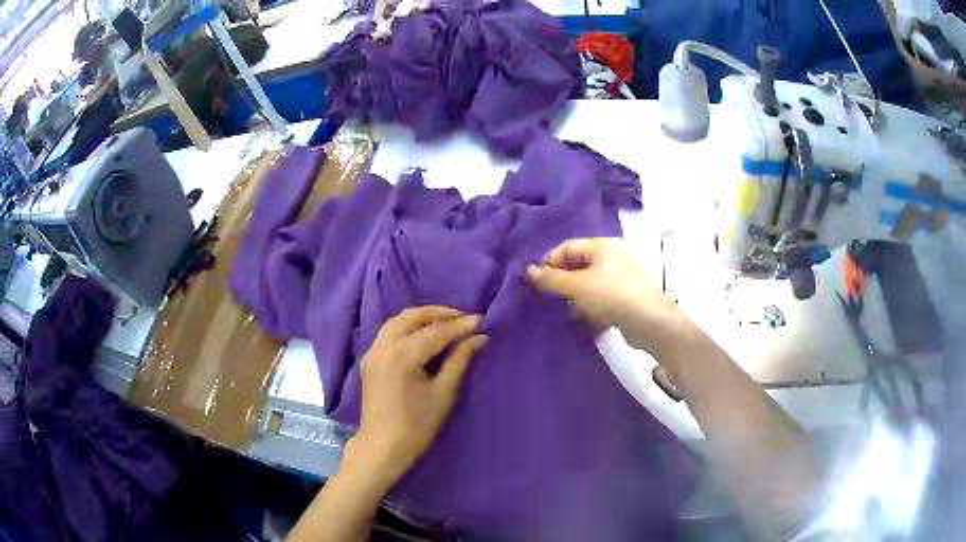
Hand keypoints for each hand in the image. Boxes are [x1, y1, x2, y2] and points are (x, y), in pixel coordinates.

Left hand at [347, 306, 487, 489]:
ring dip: (422, 317)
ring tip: (446, 322)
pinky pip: (389, 332)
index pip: (436, 332)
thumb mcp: (443, 393)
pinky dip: (407, 326)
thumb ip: (459, 360)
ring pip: (397, 320)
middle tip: (463, 317)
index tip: (481, 319)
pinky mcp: (370, 359)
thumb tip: (478, 337)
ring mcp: (373, 351)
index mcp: (402, 356)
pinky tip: (423, 333)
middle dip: (439, 313)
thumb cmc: (417, 426)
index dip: (460, 325)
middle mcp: (384, 346)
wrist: (382, 447)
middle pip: (412, 317)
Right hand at [526, 238, 684, 350]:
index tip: (536, 281)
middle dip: (562, 281)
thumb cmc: (612, 295)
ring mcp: (621, 278)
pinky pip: (600, 297)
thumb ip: (552, 279)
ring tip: (566, 311)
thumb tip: (528, 271)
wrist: (650, 322)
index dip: (550, 262)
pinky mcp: (625, 297)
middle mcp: (613, 257)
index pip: (568, 247)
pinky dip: (589, 306)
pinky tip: (583, 319)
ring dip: (575, 297)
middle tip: (547, 297)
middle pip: (579, 265)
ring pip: (589, 283)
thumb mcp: (577, 286)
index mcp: (603, 245)